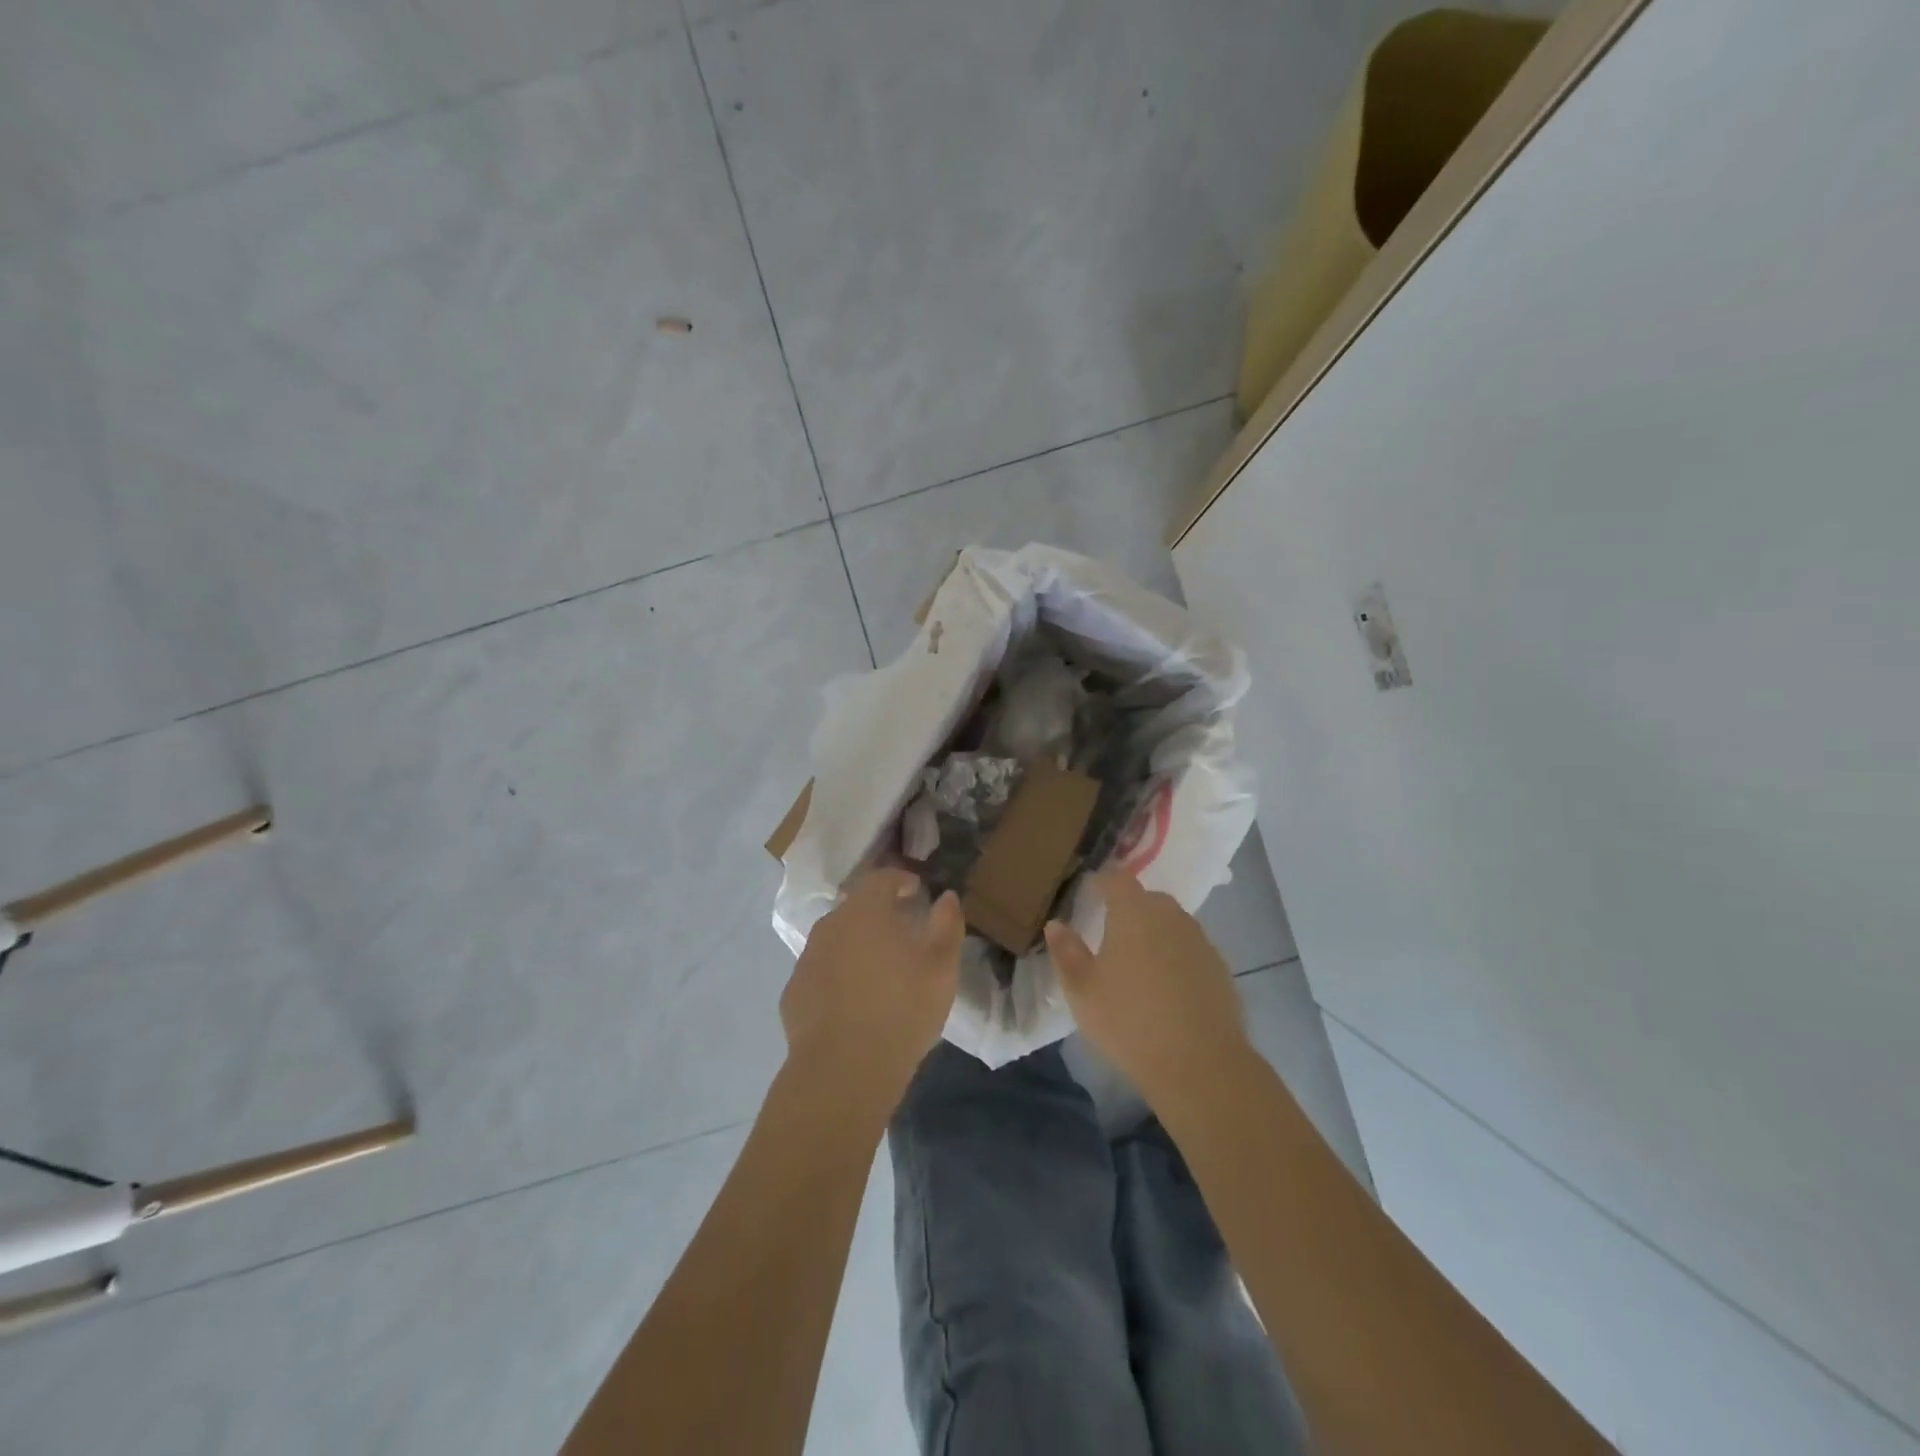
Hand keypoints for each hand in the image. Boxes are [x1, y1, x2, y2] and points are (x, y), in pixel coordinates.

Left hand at [781, 868, 963, 1111]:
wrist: (844, 1070)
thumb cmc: (902, 1009)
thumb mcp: (941, 966)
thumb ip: (947, 924)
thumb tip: (947, 897)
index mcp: (865, 911)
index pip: (881, 878)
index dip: (900, 879)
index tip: (916, 890)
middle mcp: (830, 925)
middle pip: (856, 908)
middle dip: (879, 913)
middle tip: (902, 931)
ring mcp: (807, 959)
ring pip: (837, 940)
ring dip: (857, 945)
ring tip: (880, 969)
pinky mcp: (794, 993)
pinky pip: (822, 972)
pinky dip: (838, 976)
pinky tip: (854, 1001)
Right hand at [1045, 868, 1252, 1108]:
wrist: (1200, 1064)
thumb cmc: (1129, 1021)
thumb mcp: (1082, 990)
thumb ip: (1066, 952)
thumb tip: (1056, 925)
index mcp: (1134, 912)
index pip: (1117, 879)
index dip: (1101, 882)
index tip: (1088, 894)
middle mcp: (1170, 916)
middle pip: (1147, 899)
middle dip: (1129, 908)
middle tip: (1110, 932)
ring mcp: (1200, 941)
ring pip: (1172, 924)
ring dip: (1154, 933)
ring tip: (1138, 962)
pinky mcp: (1220, 968)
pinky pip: (1190, 950)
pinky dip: (1176, 958)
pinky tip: (1166, 988)